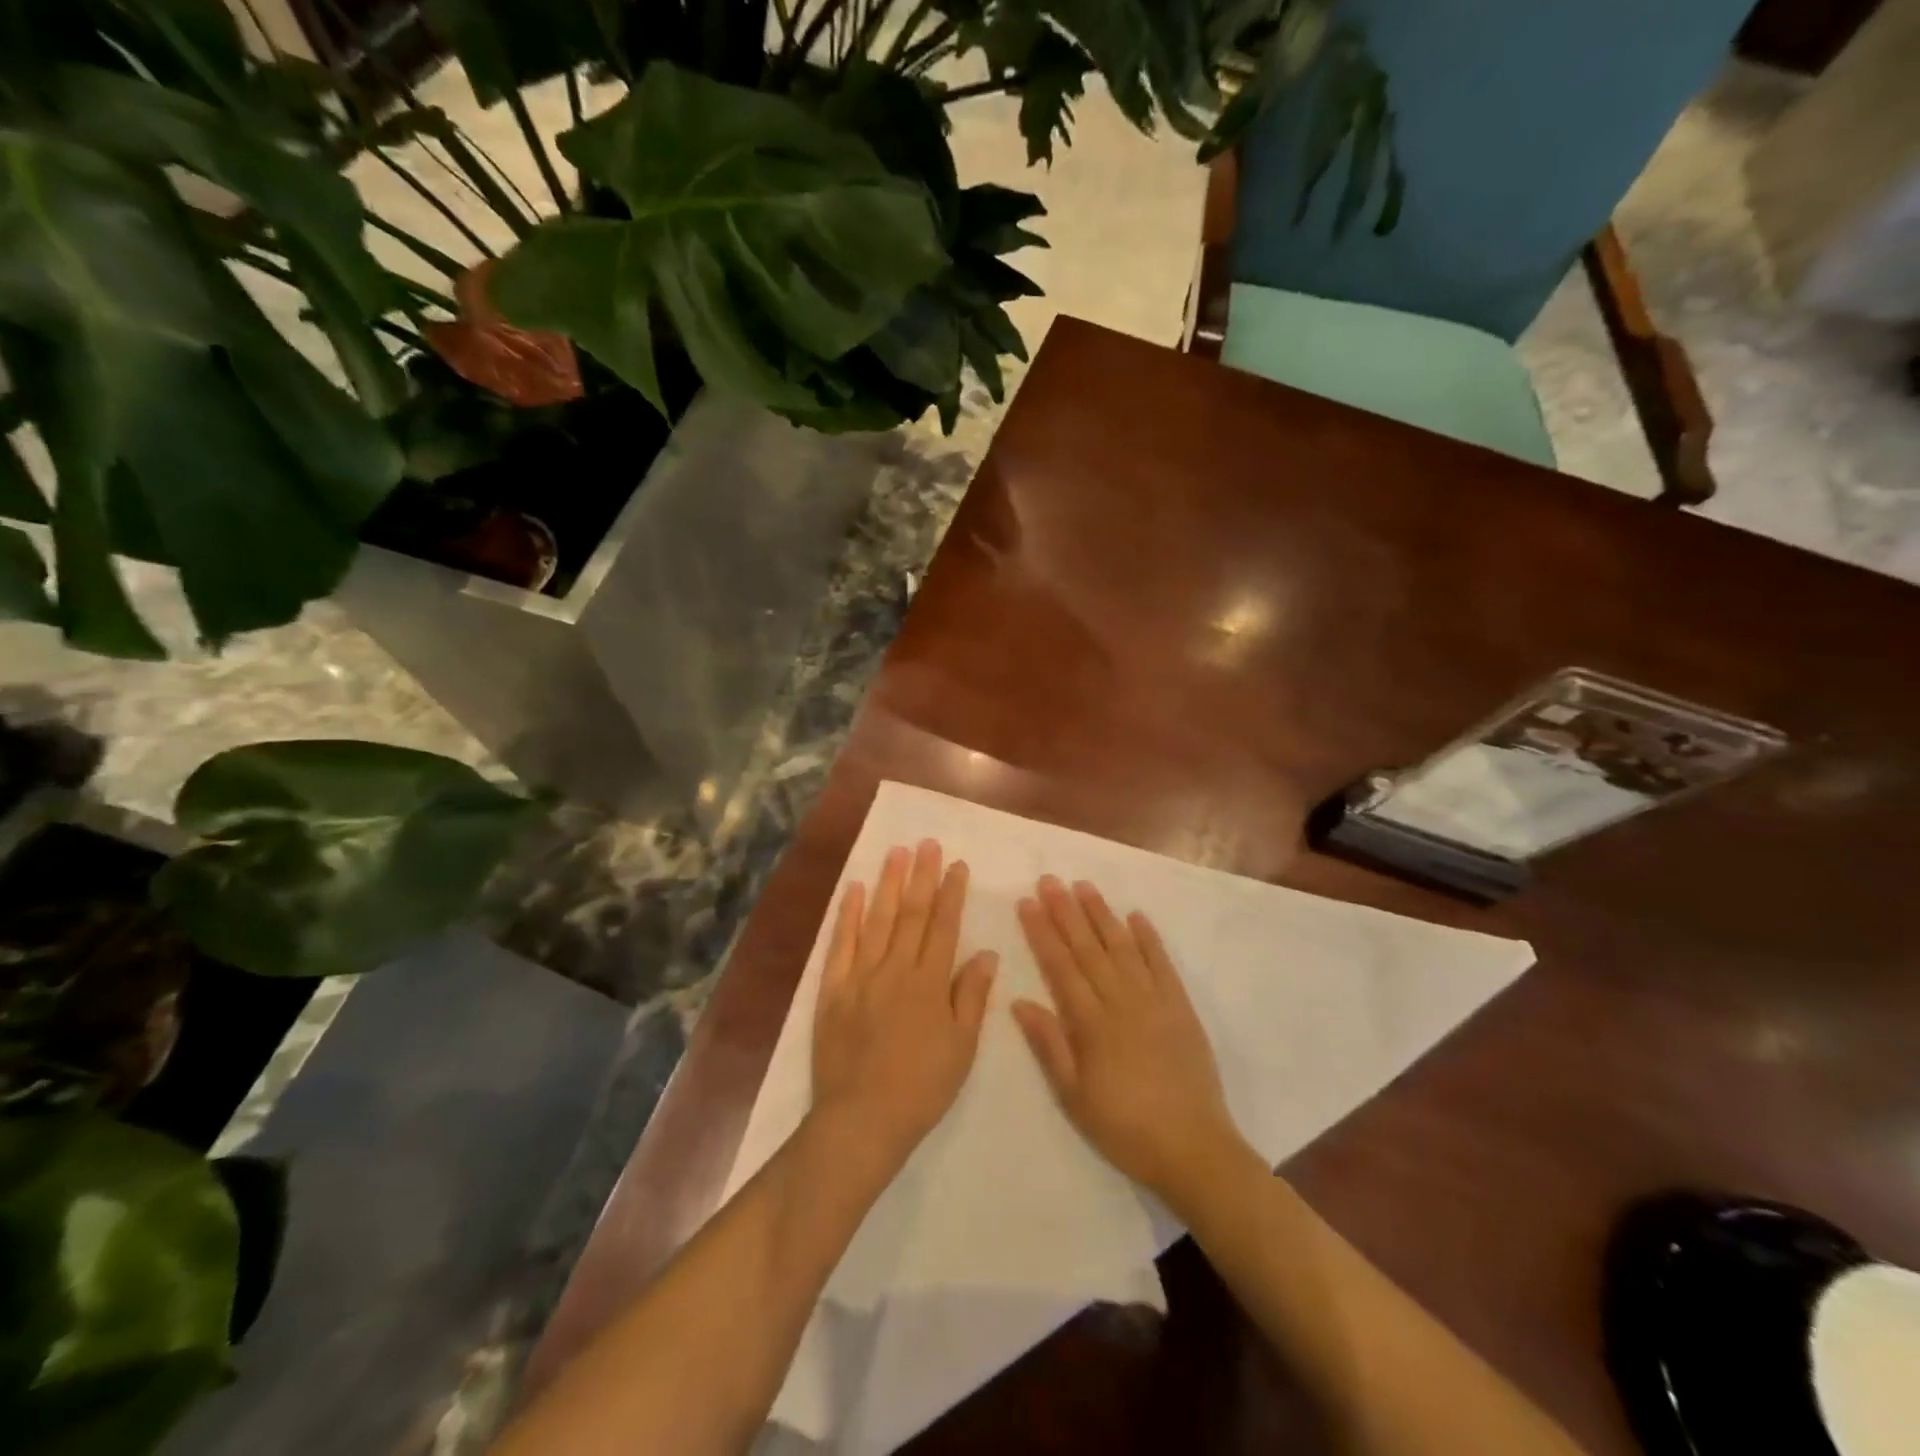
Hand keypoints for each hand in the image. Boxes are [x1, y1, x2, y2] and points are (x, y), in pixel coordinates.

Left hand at [811, 840, 997, 1168]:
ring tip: (896, 852)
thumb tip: (987, 953)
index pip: (944, 926)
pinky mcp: (833, 989)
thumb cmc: (921, 1087)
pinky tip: (853, 889)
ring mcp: (861, 976)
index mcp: (930, 983)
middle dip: (921, 876)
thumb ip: (972, 996)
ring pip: (877, 919)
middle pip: (911, 914)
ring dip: (888, 884)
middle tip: (927, 844)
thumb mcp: (962, 1047)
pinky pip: (840, 944)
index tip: (957, 865)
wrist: (862, 1119)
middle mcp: (896, 969)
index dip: (952, 893)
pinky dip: (847, 914)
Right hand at [1014, 876, 1248, 1201]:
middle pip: (1088, 948)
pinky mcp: (1181, 1007)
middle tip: (1050, 879)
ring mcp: (1154, 1001)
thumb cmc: (1124, 1127)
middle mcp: (1121, 1001)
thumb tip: (1020, 1001)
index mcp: (1092, 1023)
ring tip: (1084, 886)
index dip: (1042, 932)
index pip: (1060, 966)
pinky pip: (1162, 964)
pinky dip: (1149, 938)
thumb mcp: (1074, 1096)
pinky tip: (1136, 916)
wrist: (1193, 1148)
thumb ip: (1049, 1045)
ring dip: (1102, 915)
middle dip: (1066, 911)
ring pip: (1122, 947)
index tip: (1027, 902)